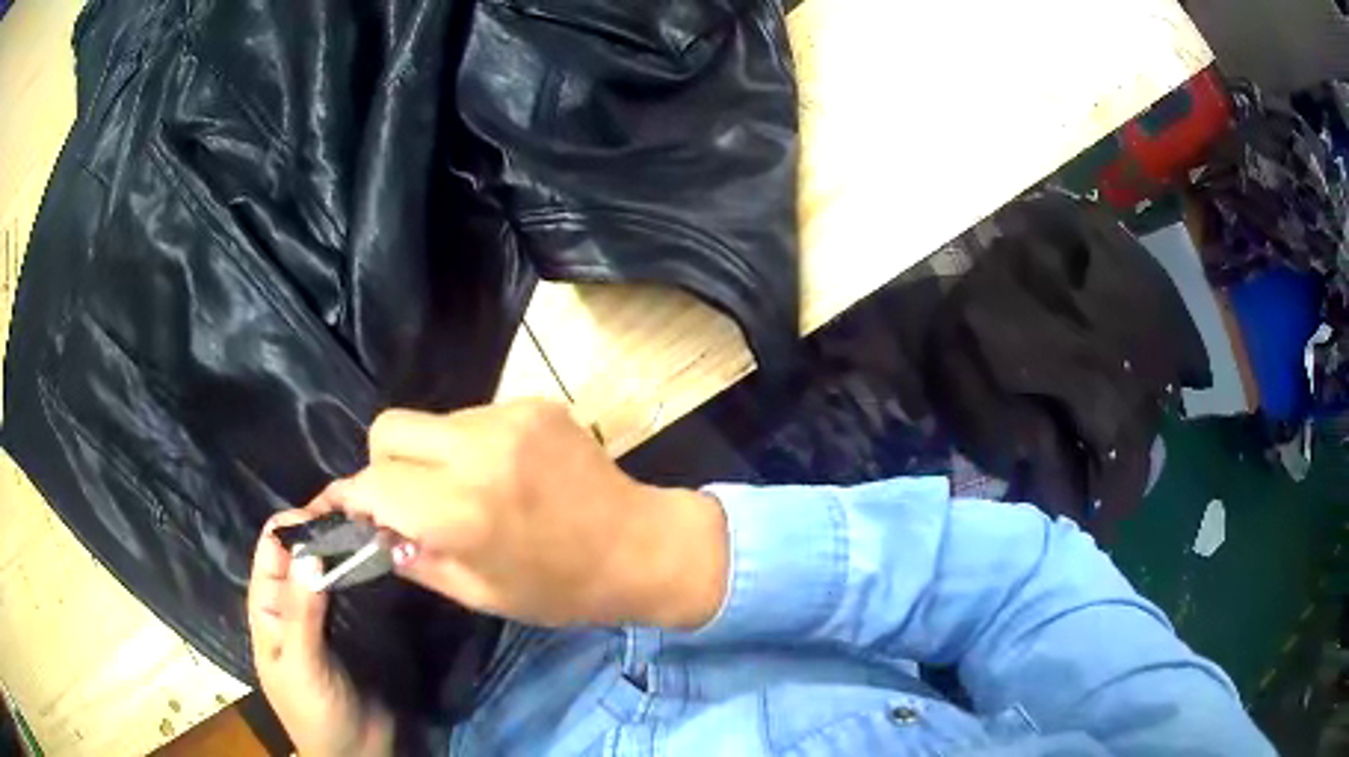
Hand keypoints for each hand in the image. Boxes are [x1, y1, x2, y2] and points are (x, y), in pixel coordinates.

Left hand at [248, 511, 393, 756]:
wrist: (357, 754)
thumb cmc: (315, 712)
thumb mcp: (302, 665)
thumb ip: (302, 612)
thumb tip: (308, 549)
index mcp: (269, 605)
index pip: (274, 547)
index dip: (295, 525)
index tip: (330, 512)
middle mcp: (295, 601)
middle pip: (304, 552)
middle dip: (326, 532)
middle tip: (363, 517)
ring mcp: (327, 614)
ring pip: (332, 568)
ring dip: (348, 550)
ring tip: (378, 531)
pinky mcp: (357, 627)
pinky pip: (357, 592)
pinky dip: (366, 573)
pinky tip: (386, 561)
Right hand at [313, 400, 728, 628]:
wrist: (640, 546)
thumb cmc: (560, 587)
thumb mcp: (479, 593)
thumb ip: (415, 559)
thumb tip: (374, 532)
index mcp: (462, 511)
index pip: (373, 483)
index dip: (351, 497)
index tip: (350, 511)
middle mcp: (478, 451)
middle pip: (387, 429)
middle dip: (383, 465)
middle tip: (406, 500)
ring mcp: (509, 418)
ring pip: (430, 421)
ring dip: (429, 454)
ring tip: (463, 489)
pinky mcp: (534, 403)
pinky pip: (471, 417)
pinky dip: (467, 445)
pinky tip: (500, 474)